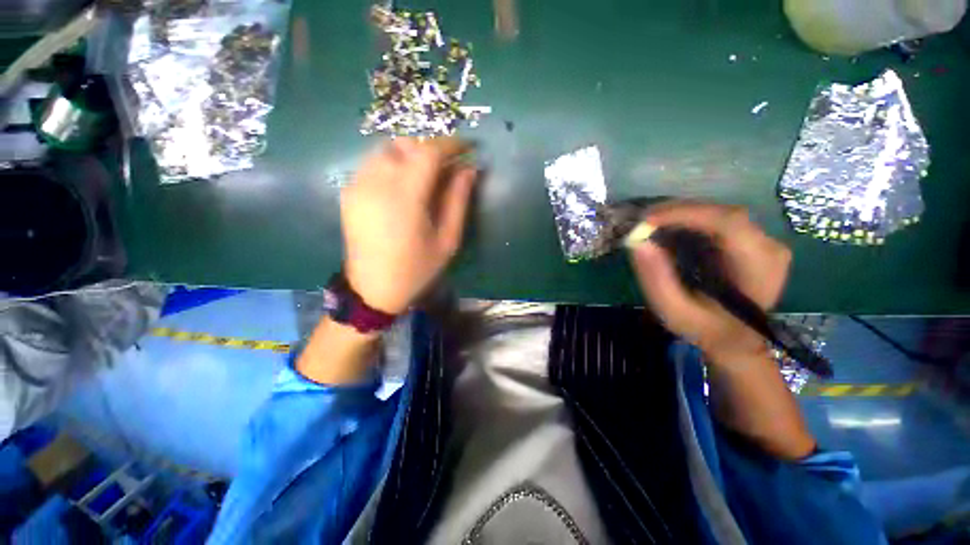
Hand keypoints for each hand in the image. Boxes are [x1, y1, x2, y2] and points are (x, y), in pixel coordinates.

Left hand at [340, 137, 477, 314]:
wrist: (373, 289)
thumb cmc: (416, 269)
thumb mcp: (447, 240)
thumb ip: (458, 200)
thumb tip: (469, 169)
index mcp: (404, 197)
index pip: (428, 151)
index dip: (451, 144)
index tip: (467, 147)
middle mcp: (375, 182)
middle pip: (405, 144)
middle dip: (430, 148)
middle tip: (447, 166)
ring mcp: (357, 185)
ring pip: (386, 150)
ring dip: (411, 155)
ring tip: (426, 176)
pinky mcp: (348, 192)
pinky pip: (373, 164)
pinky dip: (393, 164)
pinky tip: (403, 187)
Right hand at [628, 202, 791, 364]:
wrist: (736, 340)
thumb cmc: (706, 329)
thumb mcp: (674, 312)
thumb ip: (656, 280)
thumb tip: (638, 243)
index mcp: (758, 267)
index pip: (727, 222)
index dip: (685, 214)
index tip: (646, 220)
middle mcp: (768, 246)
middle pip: (721, 213)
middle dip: (677, 212)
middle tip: (642, 222)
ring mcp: (762, 241)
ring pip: (717, 213)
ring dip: (680, 215)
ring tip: (650, 226)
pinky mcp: (750, 240)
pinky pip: (716, 220)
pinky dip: (688, 221)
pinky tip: (668, 230)